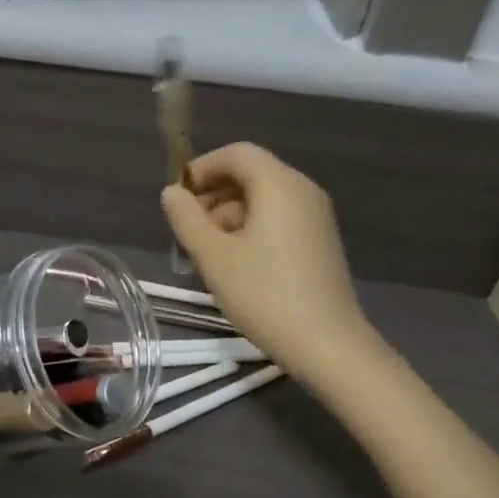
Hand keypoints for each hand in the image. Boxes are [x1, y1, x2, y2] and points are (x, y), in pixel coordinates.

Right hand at [162, 142, 378, 384]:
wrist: (326, 344)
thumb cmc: (264, 295)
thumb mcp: (213, 256)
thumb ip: (186, 218)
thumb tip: (172, 193)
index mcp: (279, 185)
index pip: (236, 153)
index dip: (202, 168)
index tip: (178, 198)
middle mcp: (302, 191)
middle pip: (251, 173)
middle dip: (213, 194)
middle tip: (188, 230)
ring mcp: (316, 216)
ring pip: (263, 198)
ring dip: (229, 214)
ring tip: (207, 252)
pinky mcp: (319, 240)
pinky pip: (279, 217)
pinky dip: (251, 227)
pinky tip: (235, 263)